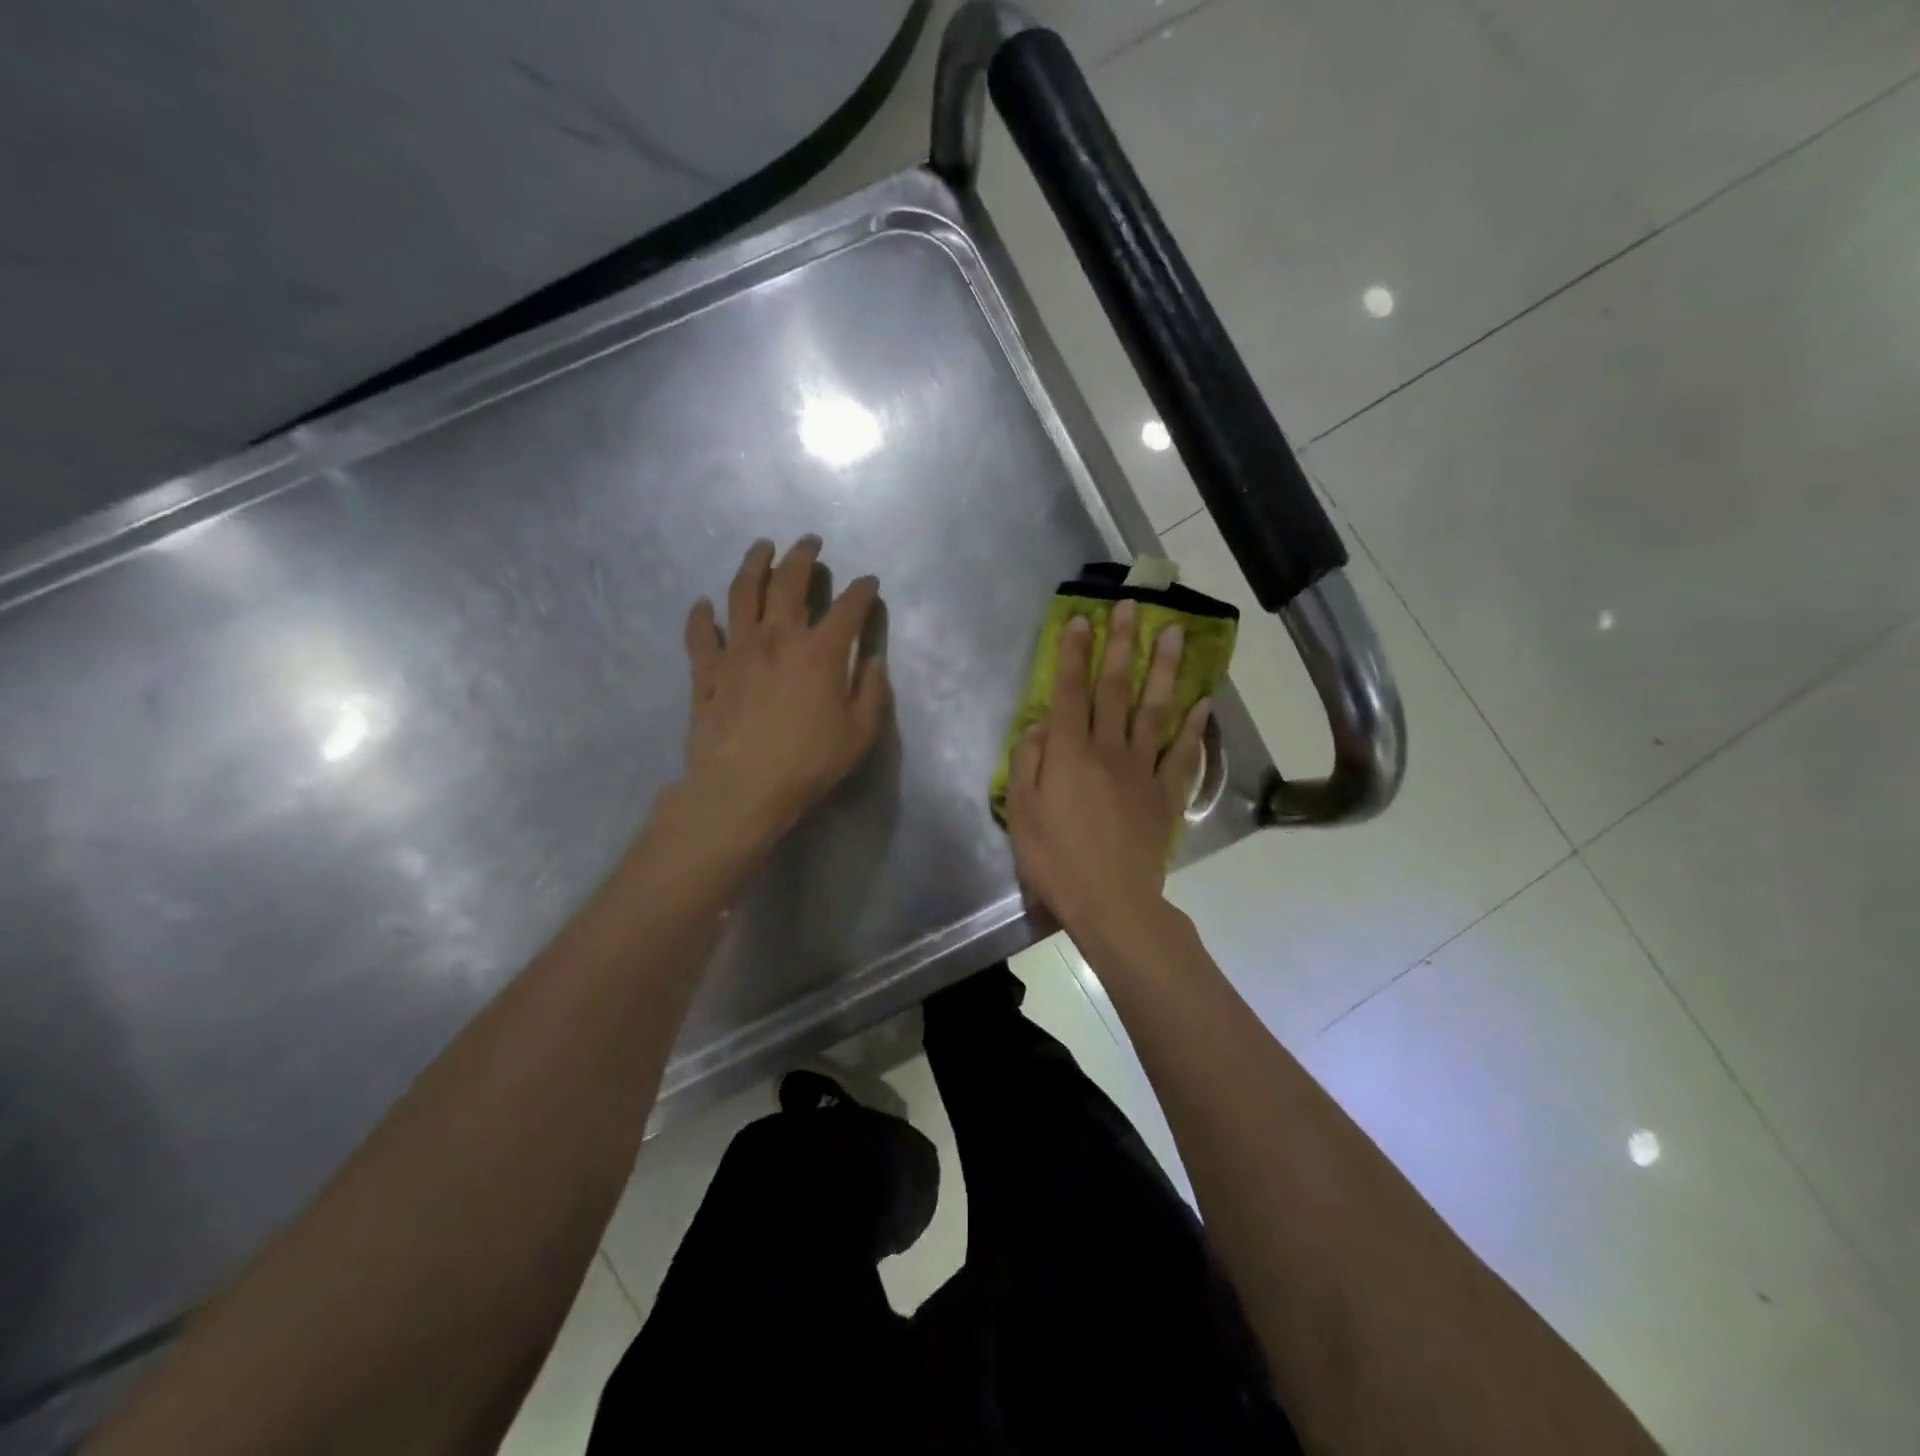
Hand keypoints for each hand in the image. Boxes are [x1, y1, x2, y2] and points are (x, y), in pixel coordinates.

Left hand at [677, 536, 889, 857]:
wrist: (741, 789)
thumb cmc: (808, 764)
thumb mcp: (860, 734)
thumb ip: (872, 692)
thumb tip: (873, 661)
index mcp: (820, 653)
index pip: (848, 608)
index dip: (862, 591)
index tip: (869, 582)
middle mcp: (777, 638)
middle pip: (788, 583)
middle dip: (802, 556)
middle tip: (809, 542)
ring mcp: (736, 652)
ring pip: (741, 593)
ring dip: (753, 564)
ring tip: (761, 547)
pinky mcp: (706, 672)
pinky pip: (700, 635)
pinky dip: (700, 617)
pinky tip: (703, 605)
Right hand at [1004, 599, 1208, 937]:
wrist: (1112, 902)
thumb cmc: (1055, 860)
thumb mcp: (1022, 813)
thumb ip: (1028, 763)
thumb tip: (1039, 724)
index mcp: (1069, 753)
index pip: (1070, 691)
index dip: (1074, 653)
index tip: (1081, 619)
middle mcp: (1109, 749)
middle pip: (1116, 688)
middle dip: (1122, 644)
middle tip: (1132, 606)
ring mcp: (1143, 770)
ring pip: (1155, 710)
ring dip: (1165, 669)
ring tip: (1176, 634)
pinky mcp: (1166, 794)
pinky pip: (1183, 754)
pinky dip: (1194, 726)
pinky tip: (1203, 701)